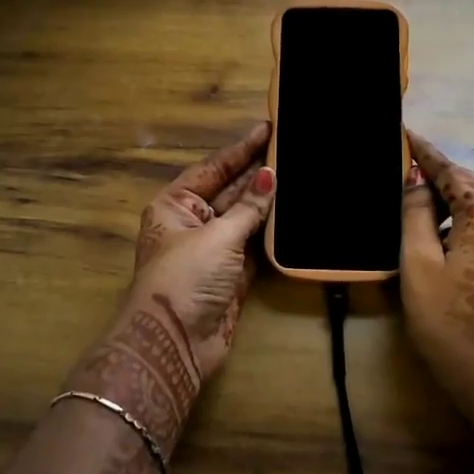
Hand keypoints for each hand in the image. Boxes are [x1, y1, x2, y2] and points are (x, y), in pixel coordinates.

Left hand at [66, 123, 275, 463]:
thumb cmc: (185, 278)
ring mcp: (213, 249)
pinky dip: (272, 232)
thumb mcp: (217, 236)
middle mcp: (193, 222)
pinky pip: (255, 245)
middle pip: (230, 190)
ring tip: (299, 174)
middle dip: (258, 173)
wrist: (174, 344)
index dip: (241, 149)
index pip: (214, 168)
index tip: (268, 128)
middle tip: (292, 148)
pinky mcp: (232, 275)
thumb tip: (270, 175)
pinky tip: (294, 215)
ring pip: (245, 218)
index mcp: (175, 204)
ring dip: (268, 202)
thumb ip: (248, 207)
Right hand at [400, 130, 473, 422]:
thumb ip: (416, 213)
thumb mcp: (418, 261)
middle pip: (471, 182)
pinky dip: (463, 212)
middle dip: (440, 170)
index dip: (426, 152)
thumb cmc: (445, 315)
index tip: (405, 133)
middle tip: (407, 164)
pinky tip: (439, 225)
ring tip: (418, 193)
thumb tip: (417, 182)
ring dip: (452, 193)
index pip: (452, 172)